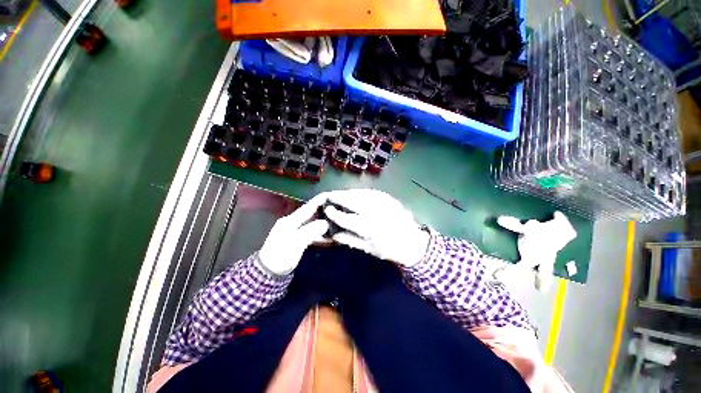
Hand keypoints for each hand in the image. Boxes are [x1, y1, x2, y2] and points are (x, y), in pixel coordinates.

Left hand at [258, 193, 330, 274]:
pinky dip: (319, 232)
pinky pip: (311, 231)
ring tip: (335, 219)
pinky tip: (328, 234)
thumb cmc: (281, 256)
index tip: (330, 195)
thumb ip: (310, 231)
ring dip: (323, 221)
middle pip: (310, 213)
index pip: (307, 208)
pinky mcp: (297, 238)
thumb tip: (325, 223)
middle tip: (337, 208)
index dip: (318, 201)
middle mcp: (292, 222)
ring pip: (312, 222)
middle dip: (323, 209)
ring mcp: (294, 230)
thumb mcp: (295, 243)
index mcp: (290, 221)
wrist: (268, 272)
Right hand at [322, 189, 429, 266]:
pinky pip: (369, 192)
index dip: (334, 213)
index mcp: (370, 228)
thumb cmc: (390, 248)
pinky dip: (358, 192)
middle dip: (338, 197)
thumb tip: (333, 234)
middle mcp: (375, 212)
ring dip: (347, 193)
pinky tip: (354, 194)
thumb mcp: (369, 249)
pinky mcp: (388, 197)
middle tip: (329, 197)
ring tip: (339, 195)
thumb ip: (350, 240)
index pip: (346, 218)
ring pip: (359, 193)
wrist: (412, 241)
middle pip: (352, 201)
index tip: (327, 210)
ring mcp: (383, 202)